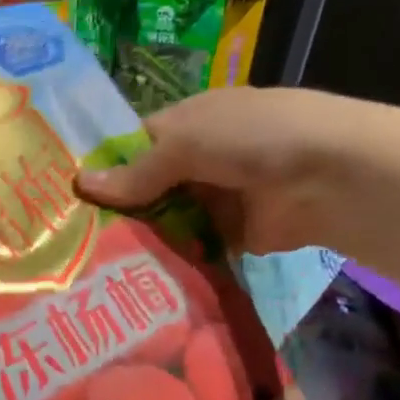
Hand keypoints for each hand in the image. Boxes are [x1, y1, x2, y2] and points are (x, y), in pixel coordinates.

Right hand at [77, 87, 382, 255]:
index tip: (67, 196)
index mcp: (185, 123)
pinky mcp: (228, 235)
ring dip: (138, 236)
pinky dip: (168, 258)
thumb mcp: (186, 143)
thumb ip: (137, 170)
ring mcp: (213, 198)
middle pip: (144, 186)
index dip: (103, 167)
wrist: (333, 176)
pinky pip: (189, 246)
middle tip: (71, 238)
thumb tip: (79, 183)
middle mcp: (195, 160)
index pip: (132, 145)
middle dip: (115, 209)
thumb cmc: (252, 137)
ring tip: (90, 262)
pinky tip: (130, 275)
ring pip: (163, 219)